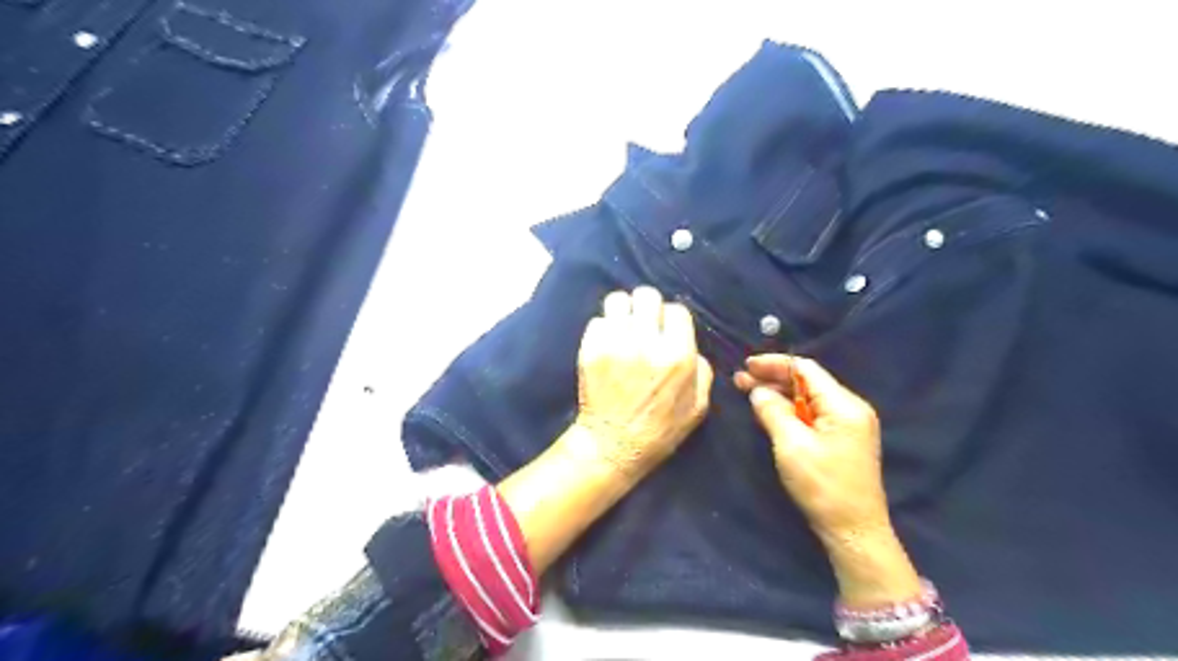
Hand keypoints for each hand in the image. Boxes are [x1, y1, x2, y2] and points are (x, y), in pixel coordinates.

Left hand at [575, 286, 712, 476]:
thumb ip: (702, 371)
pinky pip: (597, 320)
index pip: (677, 310)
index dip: (672, 319)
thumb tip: (691, 348)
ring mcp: (615, 344)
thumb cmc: (659, 430)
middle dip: (647, 307)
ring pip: (618, 300)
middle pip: (647, 295)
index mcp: (677, 355)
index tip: (666, 330)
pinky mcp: (590, 349)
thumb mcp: (698, 407)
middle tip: (644, 323)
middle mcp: (646, 343)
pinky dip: (603, 328)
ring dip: (623, 311)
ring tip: (623, 326)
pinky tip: (607, 343)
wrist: (612, 446)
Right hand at [734, 355, 887, 537]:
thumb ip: (773, 411)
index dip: (774, 364)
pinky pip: (812, 414)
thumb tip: (758, 391)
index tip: (747, 366)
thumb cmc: (823, 486)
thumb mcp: (792, 445)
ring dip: (779, 395)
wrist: (854, 531)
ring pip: (808, 398)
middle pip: (806, 382)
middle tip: (740, 381)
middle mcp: (850, 408)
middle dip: (773, 379)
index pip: (805, 369)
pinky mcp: (842, 439)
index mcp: (843, 405)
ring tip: (748, 393)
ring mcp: (848, 425)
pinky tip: (769, 411)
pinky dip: (789, 410)